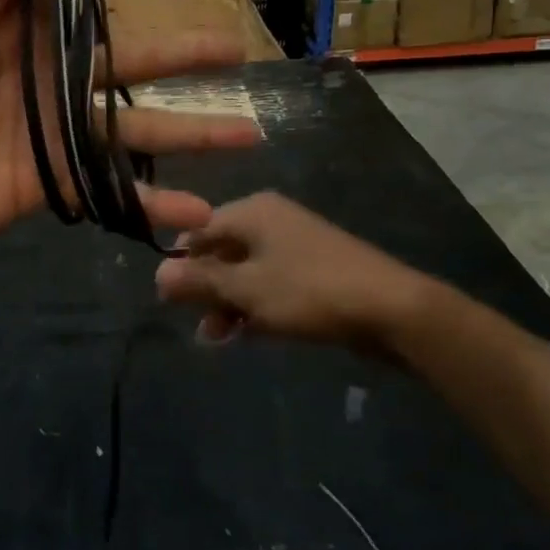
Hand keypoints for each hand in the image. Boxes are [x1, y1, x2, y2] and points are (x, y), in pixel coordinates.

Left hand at [0, 0, 260, 275]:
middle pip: (125, 55)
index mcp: (11, 32)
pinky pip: (115, 186)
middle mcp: (46, 75)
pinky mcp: (59, 178)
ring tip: (249, 129)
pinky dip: (156, 200)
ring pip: (138, 123)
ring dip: (194, 128)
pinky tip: (202, 210)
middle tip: (234, 40)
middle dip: (179, 48)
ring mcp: (58, 129)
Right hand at [154, 192, 434, 346]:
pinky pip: (269, 282)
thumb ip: (200, 281)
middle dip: (205, 289)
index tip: (169, 299)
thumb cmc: (309, 291)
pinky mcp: (312, 269)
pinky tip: (248, 333)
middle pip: (221, 251)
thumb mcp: (246, 289)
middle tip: (198, 325)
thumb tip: (157, 274)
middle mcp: (270, 219)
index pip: (198, 229)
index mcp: (251, 211)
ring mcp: (294, 243)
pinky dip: (255, 304)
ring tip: (218, 339)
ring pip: (245, 271)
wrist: (392, 309)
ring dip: (228, 303)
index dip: (181, 264)